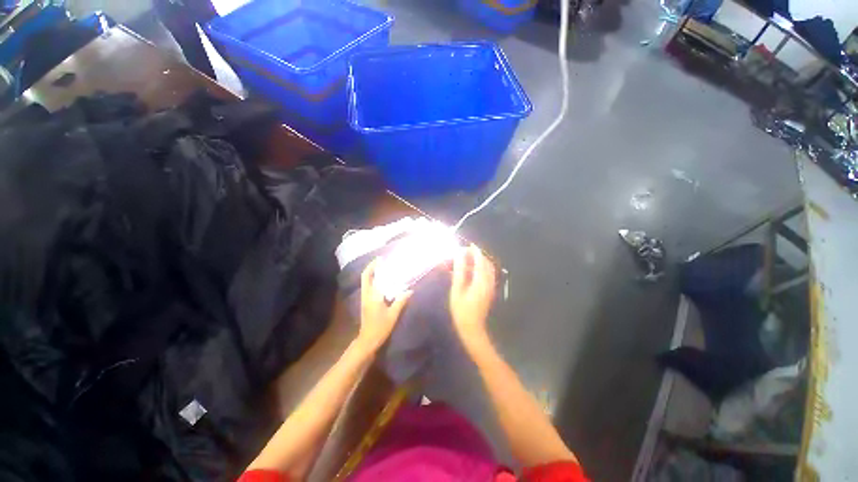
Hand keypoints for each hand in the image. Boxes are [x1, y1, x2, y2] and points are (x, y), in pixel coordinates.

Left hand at [357, 259, 412, 351]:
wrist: (368, 340)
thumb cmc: (380, 327)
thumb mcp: (393, 315)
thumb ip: (400, 301)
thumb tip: (410, 290)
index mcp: (372, 296)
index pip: (369, 277)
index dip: (373, 267)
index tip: (381, 259)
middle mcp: (366, 295)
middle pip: (365, 277)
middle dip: (371, 267)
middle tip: (381, 261)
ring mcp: (365, 299)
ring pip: (366, 282)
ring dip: (372, 274)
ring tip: (383, 268)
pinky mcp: (366, 303)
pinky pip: (368, 287)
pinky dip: (374, 281)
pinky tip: (383, 282)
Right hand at [450, 244, 495, 343]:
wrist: (472, 327)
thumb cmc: (461, 309)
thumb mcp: (457, 289)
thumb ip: (460, 270)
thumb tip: (459, 255)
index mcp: (481, 280)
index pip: (480, 260)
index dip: (475, 251)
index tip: (468, 245)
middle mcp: (489, 281)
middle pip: (486, 263)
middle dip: (477, 255)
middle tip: (465, 253)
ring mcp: (490, 286)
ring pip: (488, 268)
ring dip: (479, 262)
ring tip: (466, 261)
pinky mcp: (489, 291)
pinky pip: (488, 274)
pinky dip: (480, 269)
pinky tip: (471, 271)